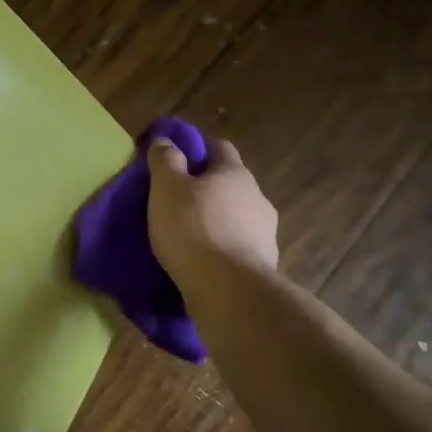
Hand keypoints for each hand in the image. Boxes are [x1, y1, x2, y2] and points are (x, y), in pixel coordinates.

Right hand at [146, 136, 279, 297]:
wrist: (229, 290)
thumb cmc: (193, 228)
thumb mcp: (167, 187)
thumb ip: (165, 160)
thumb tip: (166, 141)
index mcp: (235, 173)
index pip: (220, 147)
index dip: (199, 149)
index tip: (177, 158)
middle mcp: (257, 197)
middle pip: (230, 183)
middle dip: (207, 188)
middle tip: (178, 200)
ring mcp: (266, 233)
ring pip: (236, 216)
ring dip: (217, 220)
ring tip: (189, 235)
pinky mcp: (264, 264)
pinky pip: (239, 247)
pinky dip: (223, 248)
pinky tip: (204, 260)